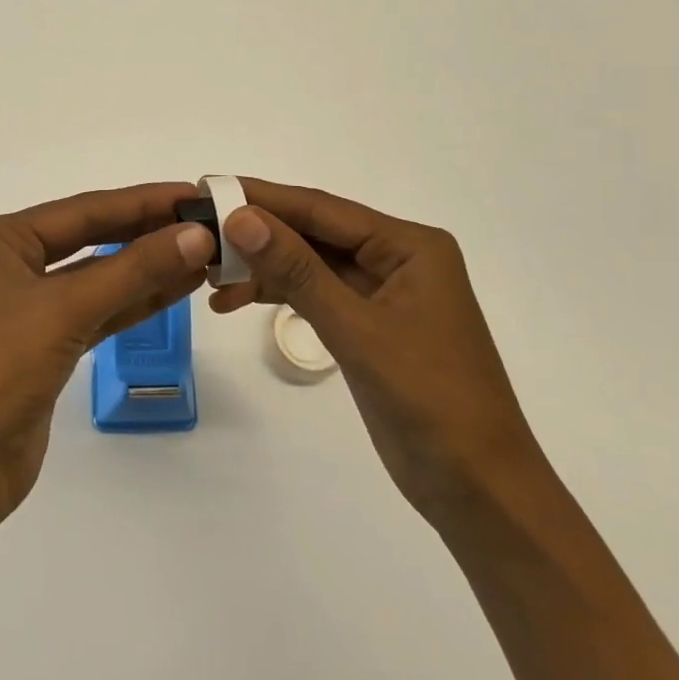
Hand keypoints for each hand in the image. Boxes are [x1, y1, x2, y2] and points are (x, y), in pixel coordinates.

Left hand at [0, 183, 215, 525]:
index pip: (83, 209)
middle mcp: (9, 265)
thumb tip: (198, 234)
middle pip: (89, 239)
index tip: (196, 193)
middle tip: (207, 224)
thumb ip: (134, 268)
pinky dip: (132, 303)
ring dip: (146, 269)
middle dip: (146, 233)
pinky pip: (95, 313)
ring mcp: (24, 309)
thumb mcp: (66, 308)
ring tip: (203, 256)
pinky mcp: (42, 349)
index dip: (142, 201)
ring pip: (96, 279)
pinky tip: (175, 291)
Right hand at [209, 178, 544, 522]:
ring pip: (310, 264)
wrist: (478, 491)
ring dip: (263, 268)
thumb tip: (241, 218)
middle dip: (258, 235)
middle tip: (200, 234)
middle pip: (315, 233)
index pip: (322, 209)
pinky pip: (316, 294)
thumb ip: (297, 271)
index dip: (264, 198)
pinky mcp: (369, 325)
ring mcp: (383, 293)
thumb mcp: (357, 330)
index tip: (209, 188)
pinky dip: (279, 295)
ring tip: (209, 277)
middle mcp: (397, 259)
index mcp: (409, 246)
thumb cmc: (429, 401)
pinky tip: (237, 300)